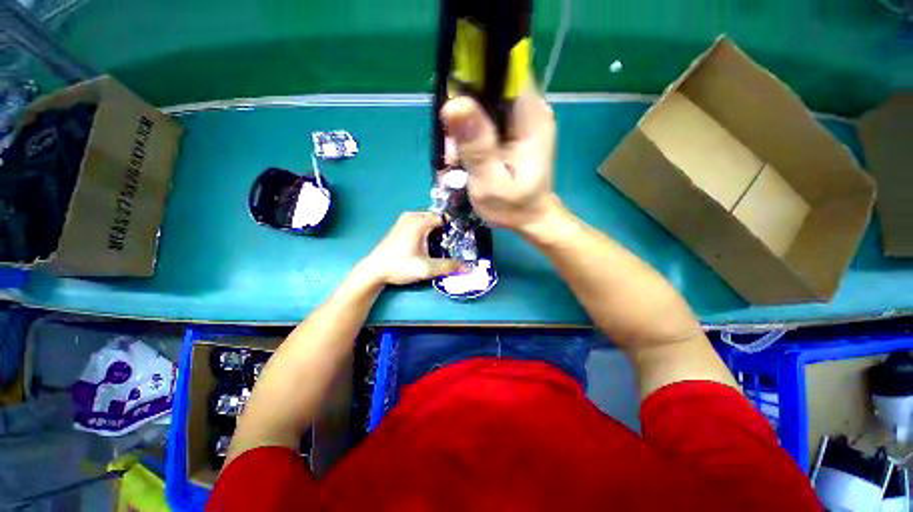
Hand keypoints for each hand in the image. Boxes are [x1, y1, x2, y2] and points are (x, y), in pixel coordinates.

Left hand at [359, 212, 462, 285]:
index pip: (444, 218)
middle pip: (435, 218)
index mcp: (419, 222)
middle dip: (444, 229)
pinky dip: (426, 230)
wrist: (375, 270)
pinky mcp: (399, 226)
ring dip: (435, 230)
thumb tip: (468, 268)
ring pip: (427, 220)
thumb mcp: (425, 269)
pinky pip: (419, 222)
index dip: (453, 228)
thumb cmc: (399, 266)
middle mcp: (412, 216)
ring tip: (441, 245)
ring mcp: (404, 219)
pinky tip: (427, 245)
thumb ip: (447, 267)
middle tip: (452, 244)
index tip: (460, 239)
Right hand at [440, 87, 558, 231]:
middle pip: (490, 82)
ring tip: (456, 153)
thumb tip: (454, 103)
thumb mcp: (489, 180)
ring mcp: (525, 111)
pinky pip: (486, 107)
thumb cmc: (514, 205)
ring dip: (463, 118)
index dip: (475, 74)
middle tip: (451, 143)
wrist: (532, 217)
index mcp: (532, 116)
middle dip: (463, 103)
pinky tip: (463, 149)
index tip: (453, 101)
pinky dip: (470, 124)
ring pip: (485, 94)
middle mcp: (532, 107)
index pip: (505, 72)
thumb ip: (474, 143)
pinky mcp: (516, 119)